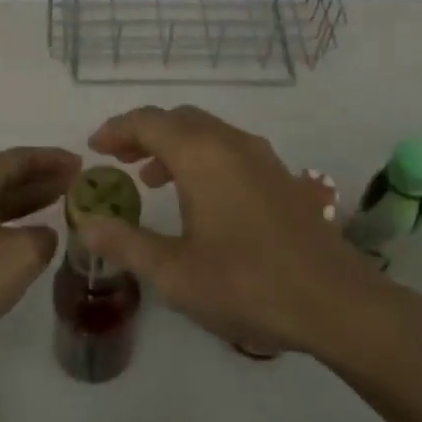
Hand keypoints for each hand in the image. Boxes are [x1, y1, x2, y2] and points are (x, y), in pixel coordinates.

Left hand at [0, 146, 78, 378]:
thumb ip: (43, 239)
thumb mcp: (20, 257)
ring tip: (58, 206)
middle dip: (41, 178)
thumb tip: (43, 235)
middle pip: (4, 176)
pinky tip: (23, 240)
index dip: (53, 159)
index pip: (20, 157)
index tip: (82, 164)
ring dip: (25, 202)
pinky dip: (6, 224)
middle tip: (75, 184)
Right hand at [77, 106, 379, 355]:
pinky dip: (201, 158)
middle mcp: (231, 143)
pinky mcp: (281, 177)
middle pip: (178, 120)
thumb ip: (126, 242)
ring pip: (207, 133)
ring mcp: (262, 157)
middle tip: (117, 159)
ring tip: (150, 178)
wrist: (336, 302)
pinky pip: (229, 149)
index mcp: (201, 155)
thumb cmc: (247, 284)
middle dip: (143, 133)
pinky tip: (198, 197)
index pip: (148, 122)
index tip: (94, 148)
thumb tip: (85, 221)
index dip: (116, 130)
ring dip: (174, 145)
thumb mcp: (175, 272)